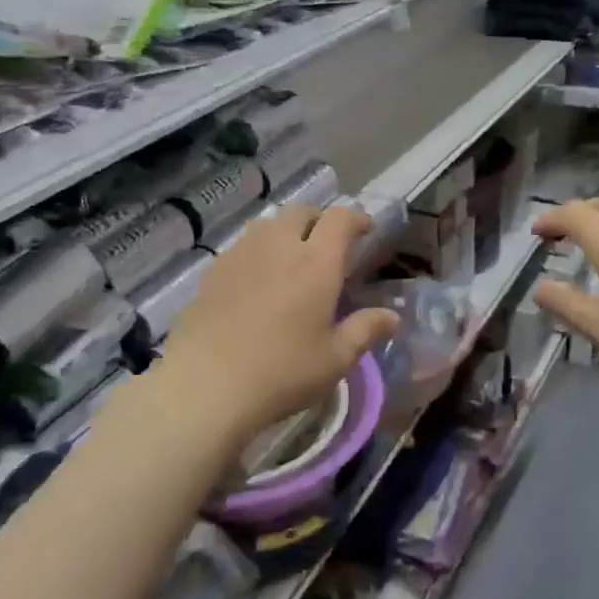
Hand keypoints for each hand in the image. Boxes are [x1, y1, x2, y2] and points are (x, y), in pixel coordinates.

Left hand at [157, 206, 397, 439]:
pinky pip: (242, 246)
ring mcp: (241, 255)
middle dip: (319, 221)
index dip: (356, 218)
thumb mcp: (335, 360)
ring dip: (286, 232)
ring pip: (268, 225)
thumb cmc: (281, 373)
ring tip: (290, 259)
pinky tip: (257, 282)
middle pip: (301, 212)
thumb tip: (392, 316)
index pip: (340, 219)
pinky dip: (258, 252)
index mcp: (316, 263)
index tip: (365, 230)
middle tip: (327, 246)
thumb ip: (365, 331)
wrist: (205, 386)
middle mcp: (279, 247)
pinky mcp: (213, 272)